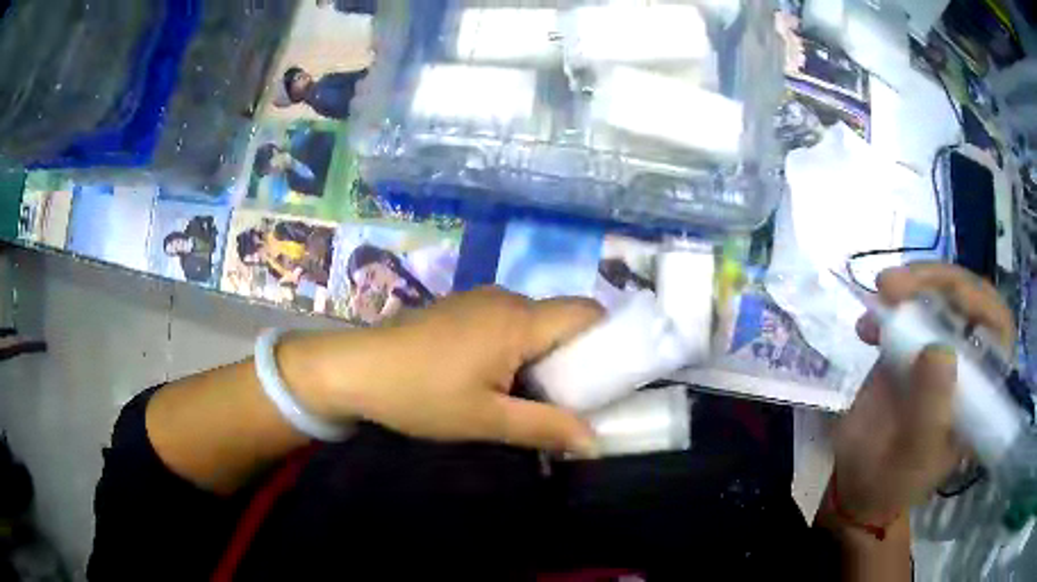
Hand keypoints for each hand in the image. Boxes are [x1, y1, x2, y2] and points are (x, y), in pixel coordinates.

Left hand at [283, 287, 603, 455]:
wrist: (354, 370)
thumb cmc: (420, 395)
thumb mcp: (486, 420)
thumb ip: (545, 427)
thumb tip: (595, 441)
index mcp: (518, 319)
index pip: (587, 313)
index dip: (611, 339)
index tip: (615, 376)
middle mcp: (505, 298)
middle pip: (562, 319)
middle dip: (577, 356)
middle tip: (577, 399)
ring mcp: (479, 300)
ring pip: (534, 323)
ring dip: (545, 356)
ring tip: (539, 396)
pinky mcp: (460, 309)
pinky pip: (507, 324)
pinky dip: (519, 349)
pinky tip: (501, 381)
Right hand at [833, 264, 1014, 523]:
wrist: (858, 481)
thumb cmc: (892, 480)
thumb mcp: (913, 457)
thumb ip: (930, 411)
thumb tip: (940, 350)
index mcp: (980, 392)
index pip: (999, 332)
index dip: (984, 305)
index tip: (953, 298)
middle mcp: (967, 363)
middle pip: (969, 300)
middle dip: (940, 282)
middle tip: (900, 284)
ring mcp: (939, 349)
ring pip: (941, 294)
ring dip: (913, 283)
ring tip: (882, 290)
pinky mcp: (912, 344)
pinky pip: (908, 308)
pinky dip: (888, 305)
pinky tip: (865, 324)